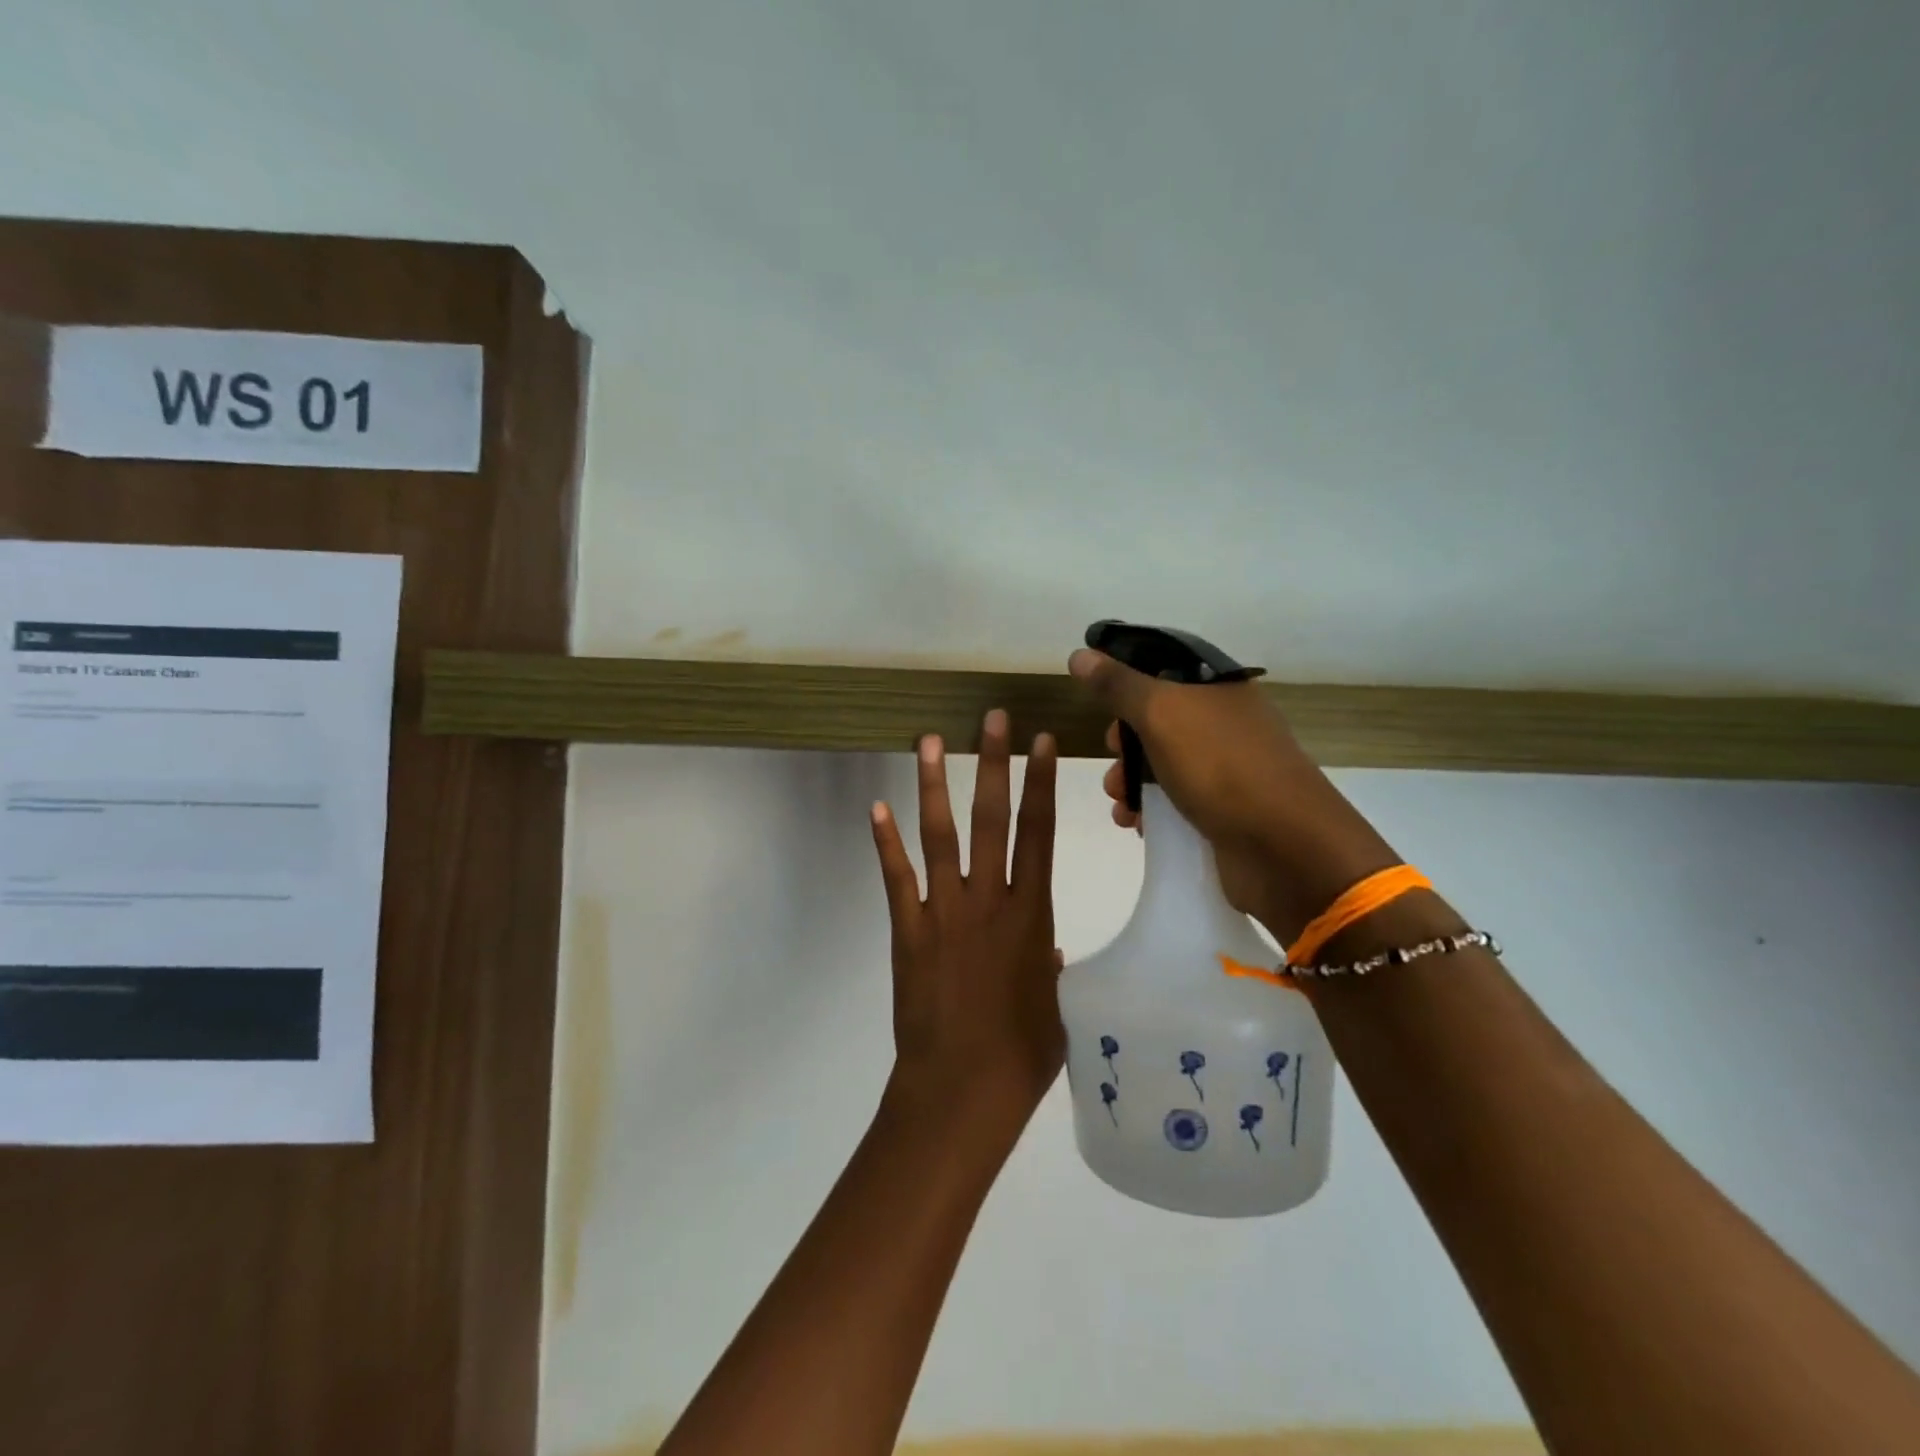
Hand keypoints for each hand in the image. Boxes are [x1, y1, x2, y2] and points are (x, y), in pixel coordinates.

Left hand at [869, 710, 1062, 1144]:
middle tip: (992, 718)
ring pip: (940, 836)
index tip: (1042, 742)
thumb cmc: (1022, 1055)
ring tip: (929, 741)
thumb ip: (1049, 969)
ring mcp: (944, 913)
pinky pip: (897, 878)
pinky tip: (877, 808)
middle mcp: (988, 901)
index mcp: (1031, 914)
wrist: (962, 1092)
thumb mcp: (1056, 1007)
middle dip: (994, 763)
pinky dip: (886, 843)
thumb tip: (1046, 951)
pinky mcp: (907, 931)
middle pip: (992, 819)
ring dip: (935, 786)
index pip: (1039, 833)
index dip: (1041, 783)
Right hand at [1067, 648, 1400, 943]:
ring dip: (1130, 783)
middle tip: (1112, 758)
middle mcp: (1226, 725)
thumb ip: (1118, 685)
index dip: (1128, 684)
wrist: (1285, 849)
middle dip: (1124, 743)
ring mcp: (1227, 771)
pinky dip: (1150, 812)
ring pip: (1162, 766)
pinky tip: (1135, 825)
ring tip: (1119, 804)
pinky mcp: (1223, 813)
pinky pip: (1175, 803)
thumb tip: (1080, 654)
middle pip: (1159, 722)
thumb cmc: (1221, 767)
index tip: (1100, 705)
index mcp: (1219, 690)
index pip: (1164, 671)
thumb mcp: (1162, 714)